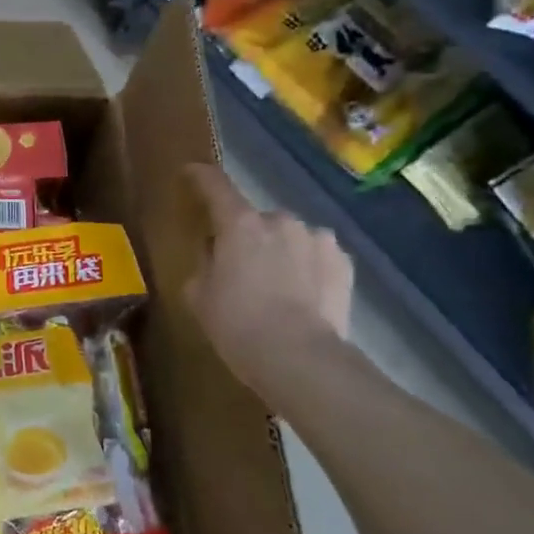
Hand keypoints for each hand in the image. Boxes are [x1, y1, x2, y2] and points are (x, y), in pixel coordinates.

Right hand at [182, 163, 352, 393]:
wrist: (301, 359)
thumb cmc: (238, 324)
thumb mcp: (199, 295)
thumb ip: (204, 263)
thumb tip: (215, 253)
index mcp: (240, 223)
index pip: (215, 185)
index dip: (199, 177)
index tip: (190, 173)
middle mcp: (281, 220)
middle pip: (255, 219)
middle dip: (246, 235)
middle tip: (238, 266)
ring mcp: (317, 239)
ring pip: (289, 237)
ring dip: (279, 251)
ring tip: (276, 286)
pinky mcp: (343, 263)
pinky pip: (315, 255)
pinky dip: (306, 267)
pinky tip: (302, 295)